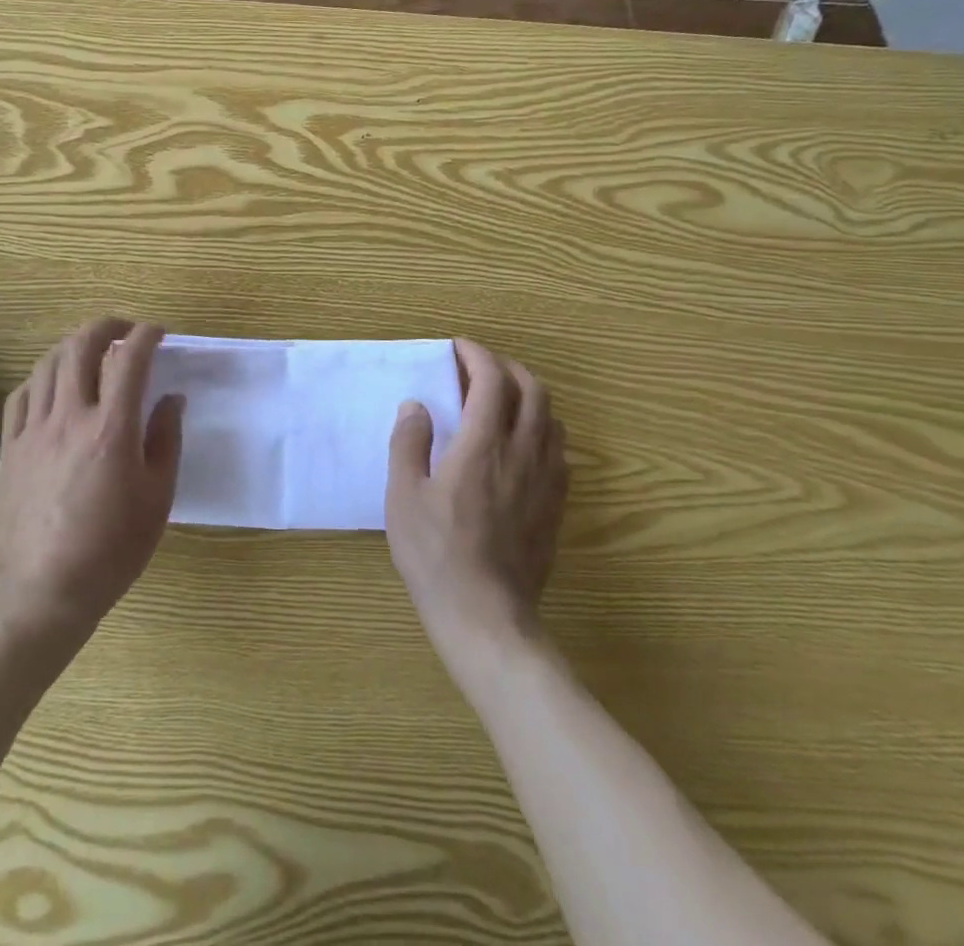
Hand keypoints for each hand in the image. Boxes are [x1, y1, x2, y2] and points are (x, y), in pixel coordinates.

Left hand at [0, 319, 183, 631]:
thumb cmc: (113, 546)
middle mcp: (70, 417)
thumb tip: (172, 399)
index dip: (146, 336)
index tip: (158, 332)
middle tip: (124, 330)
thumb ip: (165, 439)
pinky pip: (21, 395)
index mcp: (112, 428)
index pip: (129, 360)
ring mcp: (34, 430)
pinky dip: (41, 377)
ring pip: (48, 364)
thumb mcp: (158, 496)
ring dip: (72, 346)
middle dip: (106, 327)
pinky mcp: (10, 448)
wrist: (47, 587)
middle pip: (81, 347)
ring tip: (89, 351)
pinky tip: (52, 384)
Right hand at [385, 339, 567, 654]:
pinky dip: (541, 429)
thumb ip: (409, 443)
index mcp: (482, 445)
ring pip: (552, 418)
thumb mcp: (403, 496)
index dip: (477, 355)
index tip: (458, 348)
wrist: (486, 616)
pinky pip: (559, 450)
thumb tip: (416, 405)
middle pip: (532, 390)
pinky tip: (520, 444)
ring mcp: (546, 480)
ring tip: (500, 400)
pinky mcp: (556, 505)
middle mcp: (522, 453)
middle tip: (479, 368)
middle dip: (507, 368)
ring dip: (528, 396)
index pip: (492, 381)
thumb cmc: (436, 554)